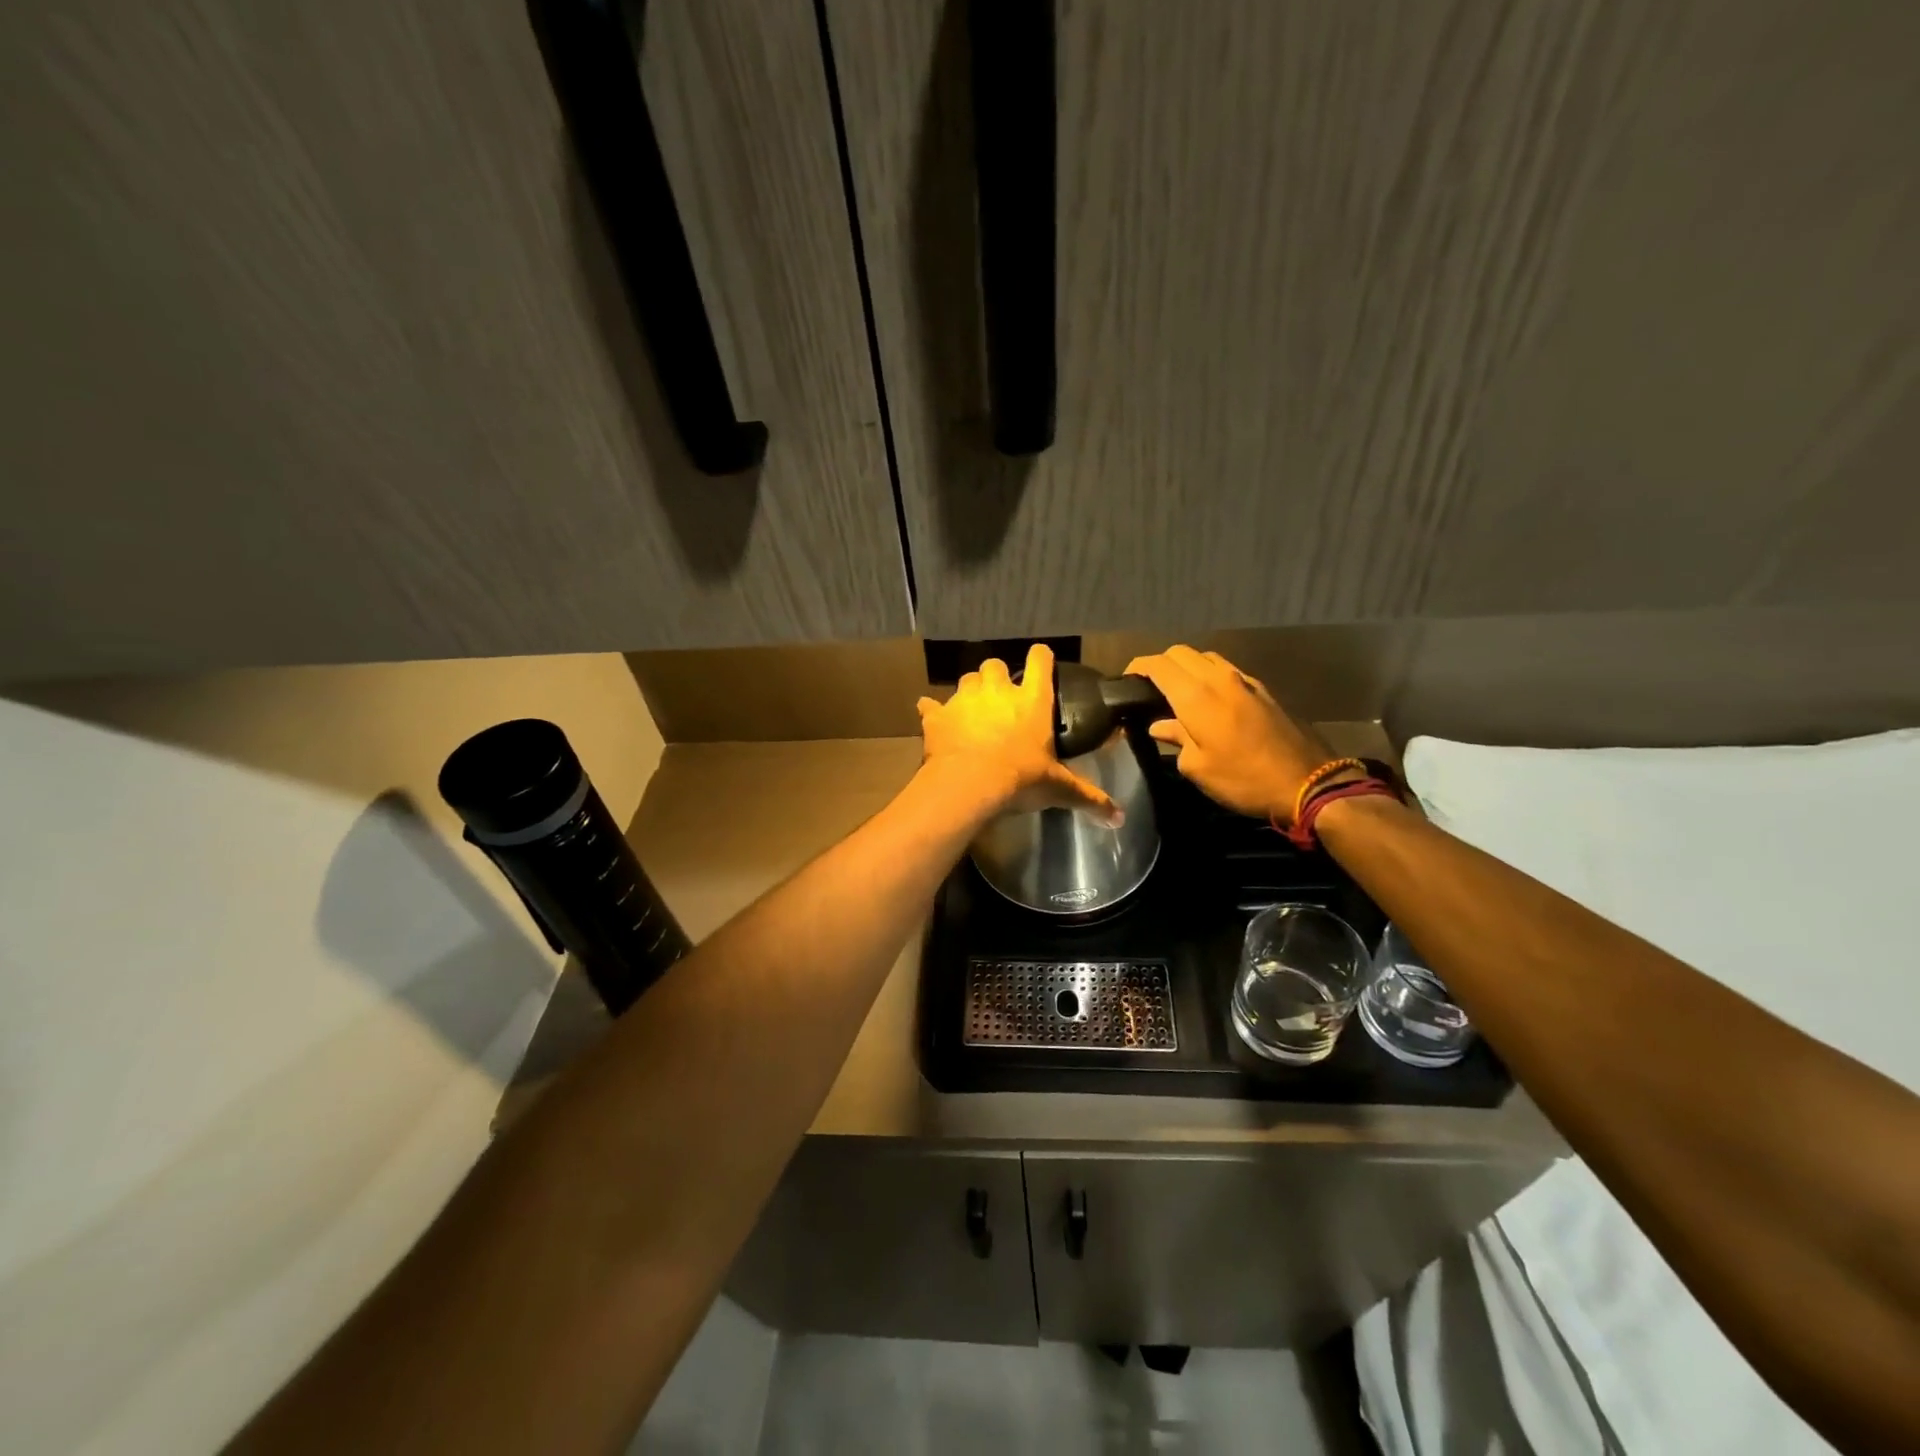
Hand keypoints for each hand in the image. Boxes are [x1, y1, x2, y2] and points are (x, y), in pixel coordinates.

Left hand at [917, 643, 1122, 825]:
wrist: (968, 785)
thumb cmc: (1020, 779)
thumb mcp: (1058, 789)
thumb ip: (1089, 798)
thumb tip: (1120, 819)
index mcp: (1032, 701)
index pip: (1040, 661)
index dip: (1041, 658)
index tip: (1041, 662)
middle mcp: (997, 691)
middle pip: (995, 664)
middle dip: (997, 676)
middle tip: (1001, 698)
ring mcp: (964, 700)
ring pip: (966, 680)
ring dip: (970, 691)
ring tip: (973, 710)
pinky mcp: (937, 715)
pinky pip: (931, 705)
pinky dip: (934, 711)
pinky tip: (935, 720)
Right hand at [1124, 645, 1336, 822]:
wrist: (1308, 783)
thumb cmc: (1243, 778)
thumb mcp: (1198, 767)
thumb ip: (1176, 739)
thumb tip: (1160, 726)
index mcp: (1196, 696)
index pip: (1159, 665)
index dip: (1138, 668)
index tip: (1126, 681)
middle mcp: (1219, 678)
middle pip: (1182, 652)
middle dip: (1161, 664)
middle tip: (1149, 688)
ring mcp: (1245, 681)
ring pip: (1206, 657)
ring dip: (1187, 667)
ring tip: (1178, 693)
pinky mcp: (1263, 690)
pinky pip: (1226, 670)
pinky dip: (1209, 676)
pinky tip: (1208, 701)